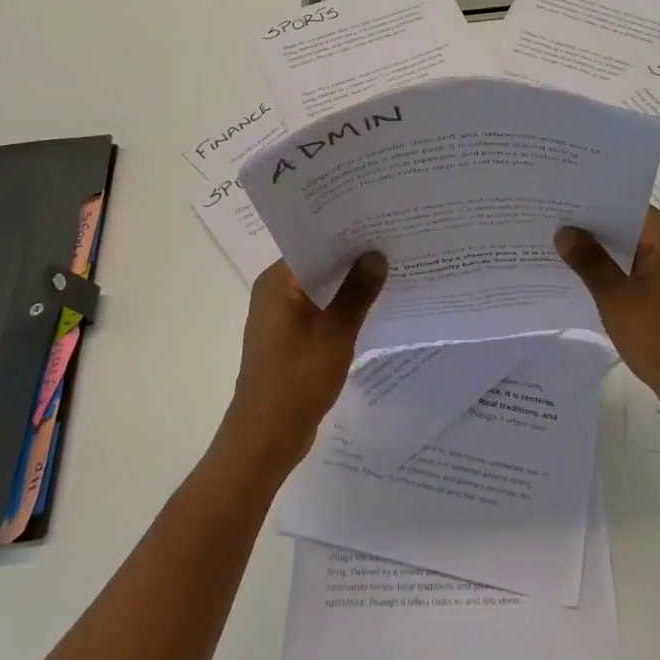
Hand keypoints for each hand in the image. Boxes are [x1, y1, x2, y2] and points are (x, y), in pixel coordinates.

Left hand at [220, 253, 387, 475]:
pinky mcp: (290, 339)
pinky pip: (320, 311)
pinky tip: (373, 307)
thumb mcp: (336, 331)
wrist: (267, 436)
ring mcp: (281, 317)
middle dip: (353, 258)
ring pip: (321, 289)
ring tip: (390, 270)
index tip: (380, 223)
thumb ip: (358, 290)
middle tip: (393, 243)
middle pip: (318, 264)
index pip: (314, 242)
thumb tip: (376, 255)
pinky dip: (342, 308)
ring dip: (349, 285)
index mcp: (277, 281)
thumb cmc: (298, 377)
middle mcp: (275, 292)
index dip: (347, 233)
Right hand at [557, 208, 659, 431]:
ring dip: (606, 253)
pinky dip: (620, 272)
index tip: (557, 206)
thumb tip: (565, 232)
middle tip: (551, 227)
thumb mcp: (616, 299)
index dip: (590, 206)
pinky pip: (644, 269)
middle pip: (631, 226)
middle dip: (594, 230)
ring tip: (562, 251)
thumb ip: (590, 262)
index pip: (625, 206)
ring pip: (636, 249)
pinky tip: (589, 280)